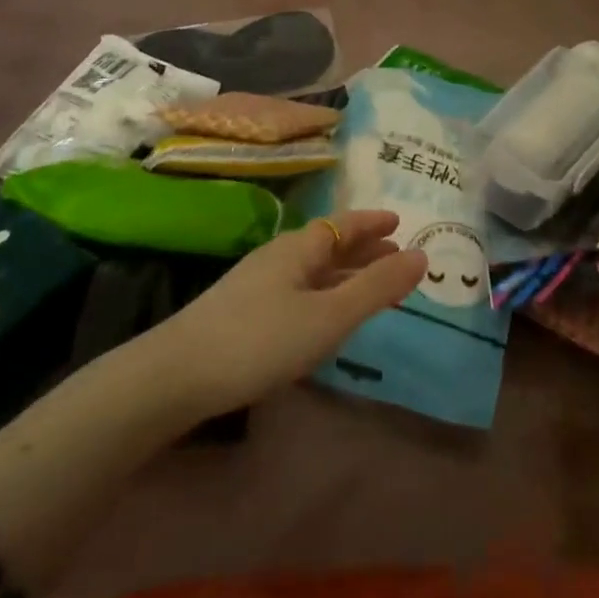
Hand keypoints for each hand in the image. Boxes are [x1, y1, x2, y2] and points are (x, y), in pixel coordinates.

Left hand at [155, 210, 425, 418]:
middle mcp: (278, 258)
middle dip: (363, 250)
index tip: (398, 222)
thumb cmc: (260, 340)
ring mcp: (257, 285)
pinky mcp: (244, 313)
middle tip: (395, 257)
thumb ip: (376, 288)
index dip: (372, 224)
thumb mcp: (328, 316)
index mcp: (298, 248)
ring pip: (312, 271)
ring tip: (370, 286)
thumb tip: (422, 255)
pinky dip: (324, 294)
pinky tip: (324, 315)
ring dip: (344, 274)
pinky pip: (298, 291)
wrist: (176, 376)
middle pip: (328, 246)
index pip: (343, 225)